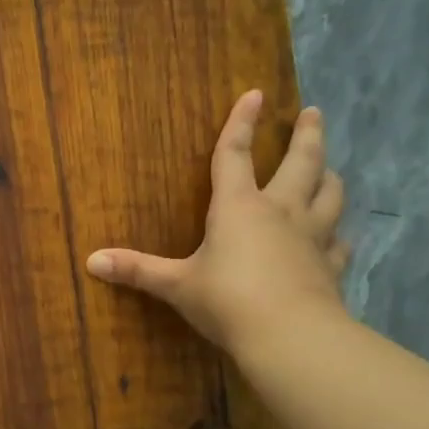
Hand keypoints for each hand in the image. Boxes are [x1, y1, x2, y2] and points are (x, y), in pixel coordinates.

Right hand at [86, 91, 349, 354]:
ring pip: (329, 194)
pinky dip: (336, 235)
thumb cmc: (226, 300)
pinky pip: (338, 242)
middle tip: (313, 113)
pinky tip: (335, 238)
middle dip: (306, 135)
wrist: (289, 335)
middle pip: (301, 163)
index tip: (254, 94)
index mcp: (238, 208)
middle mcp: (280, 212)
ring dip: (328, 176)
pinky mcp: (330, 265)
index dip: (240, 124)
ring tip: (329, 168)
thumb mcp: (175, 285)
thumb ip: (136, 270)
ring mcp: (312, 237)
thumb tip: (91, 260)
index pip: (234, 156)